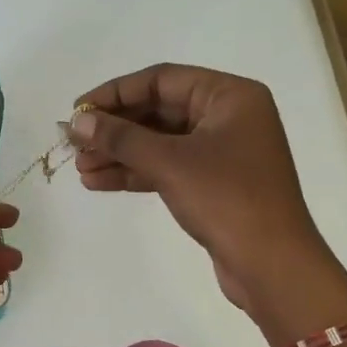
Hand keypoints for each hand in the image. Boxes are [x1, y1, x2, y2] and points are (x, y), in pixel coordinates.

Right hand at [70, 65, 342, 319]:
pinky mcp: (213, 183)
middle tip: (73, 143)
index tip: (78, 110)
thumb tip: (76, 122)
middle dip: (114, 129)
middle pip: (158, 110)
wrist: (272, 266)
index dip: (115, 93)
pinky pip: (166, 167)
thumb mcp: (169, 162)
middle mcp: (228, 116)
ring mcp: (221, 151)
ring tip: (80, 168)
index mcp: (230, 96)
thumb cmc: (227, 199)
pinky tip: (98, 182)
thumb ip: (120, 137)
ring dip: (119, 154)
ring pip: (159, 142)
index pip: (161, 80)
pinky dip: (135, 173)